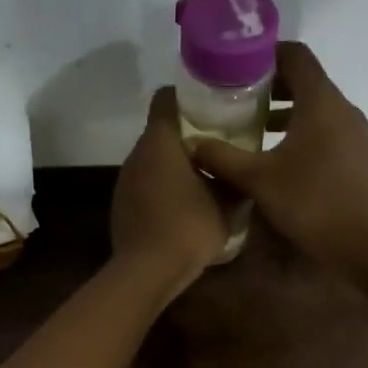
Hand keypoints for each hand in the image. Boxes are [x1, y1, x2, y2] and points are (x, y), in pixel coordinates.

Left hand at [111, 88, 232, 294]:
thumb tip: (245, 172)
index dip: (187, 96)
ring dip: (174, 163)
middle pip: (160, 130)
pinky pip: (145, 183)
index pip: (165, 99)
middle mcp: (137, 154)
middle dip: (187, 133)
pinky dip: (162, 186)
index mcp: (160, 142)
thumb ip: (236, 180)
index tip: (210, 104)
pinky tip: (183, 204)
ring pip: (152, 159)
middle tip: (217, 142)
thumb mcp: (227, 204)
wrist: (147, 271)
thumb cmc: (189, 228)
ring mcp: (125, 180)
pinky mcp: (122, 204)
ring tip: (204, 175)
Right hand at [190, 41, 367, 269]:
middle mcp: (341, 108)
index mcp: (320, 101)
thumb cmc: (311, 202)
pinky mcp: (356, 155)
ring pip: (314, 106)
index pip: (296, 55)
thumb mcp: (257, 179)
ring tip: (249, 125)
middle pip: (304, 79)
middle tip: (234, 95)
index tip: (235, 64)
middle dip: (268, 83)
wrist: (366, 244)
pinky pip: (324, 128)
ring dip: (283, 109)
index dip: (265, 52)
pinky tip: (274, 155)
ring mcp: (353, 133)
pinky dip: (298, 129)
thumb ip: (221, 158)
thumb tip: (192, 144)